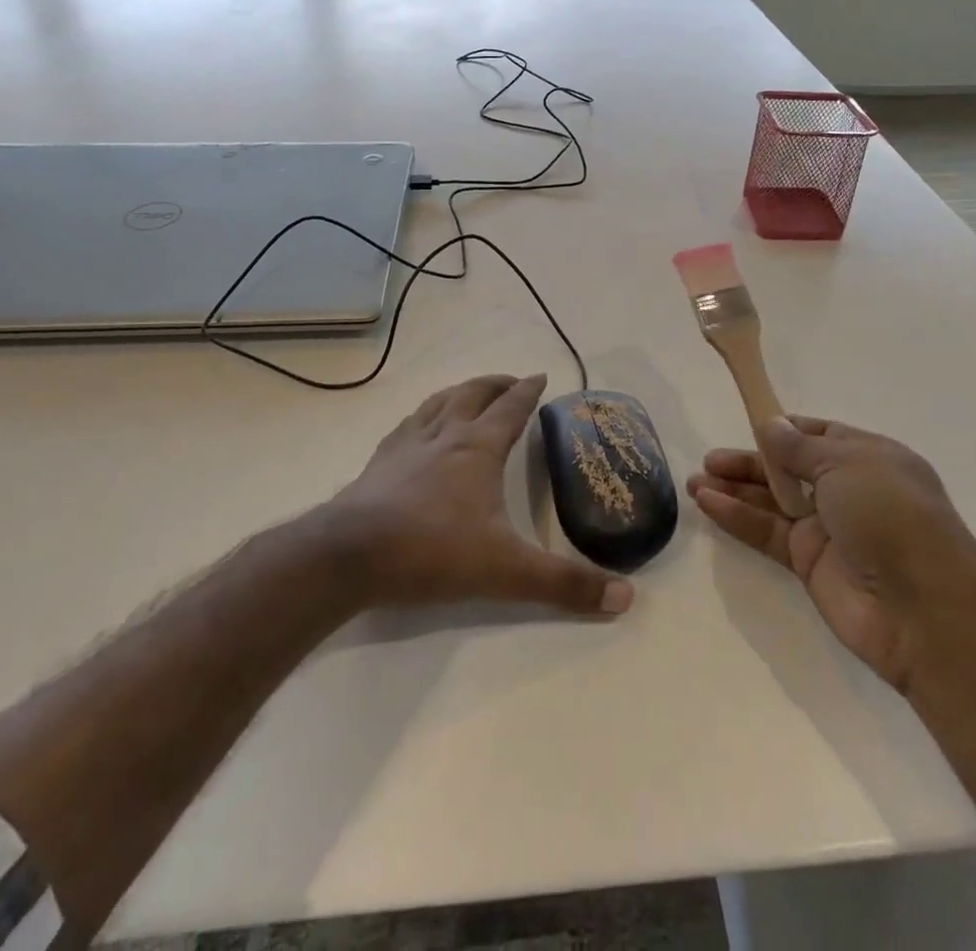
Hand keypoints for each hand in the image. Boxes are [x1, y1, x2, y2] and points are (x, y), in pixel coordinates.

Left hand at [329, 373, 633, 617]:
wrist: (350, 555)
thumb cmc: (432, 551)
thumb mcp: (506, 572)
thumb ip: (564, 585)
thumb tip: (626, 599)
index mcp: (478, 448)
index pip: (511, 408)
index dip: (528, 391)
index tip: (541, 376)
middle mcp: (445, 435)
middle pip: (474, 394)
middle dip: (496, 384)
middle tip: (512, 382)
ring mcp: (407, 445)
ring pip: (439, 403)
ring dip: (460, 392)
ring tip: (470, 393)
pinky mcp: (379, 462)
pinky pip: (408, 425)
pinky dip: (424, 415)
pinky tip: (419, 427)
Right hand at [687, 416, 975, 691]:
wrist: (924, 611)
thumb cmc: (891, 516)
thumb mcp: (846, 464)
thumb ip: (799, 447)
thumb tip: (770, 424)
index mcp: (868, 457)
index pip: (819, 434)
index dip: (783, 429)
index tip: (748, 422)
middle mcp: (848, 490)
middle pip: (789, 467)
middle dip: (750, 461)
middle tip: (710, 459)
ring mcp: (828, 528)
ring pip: (773, 501)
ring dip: (736, 489)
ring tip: (695, 480)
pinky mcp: (809, 563)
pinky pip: (767, 531)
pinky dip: (737, 516)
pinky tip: (707, 502)